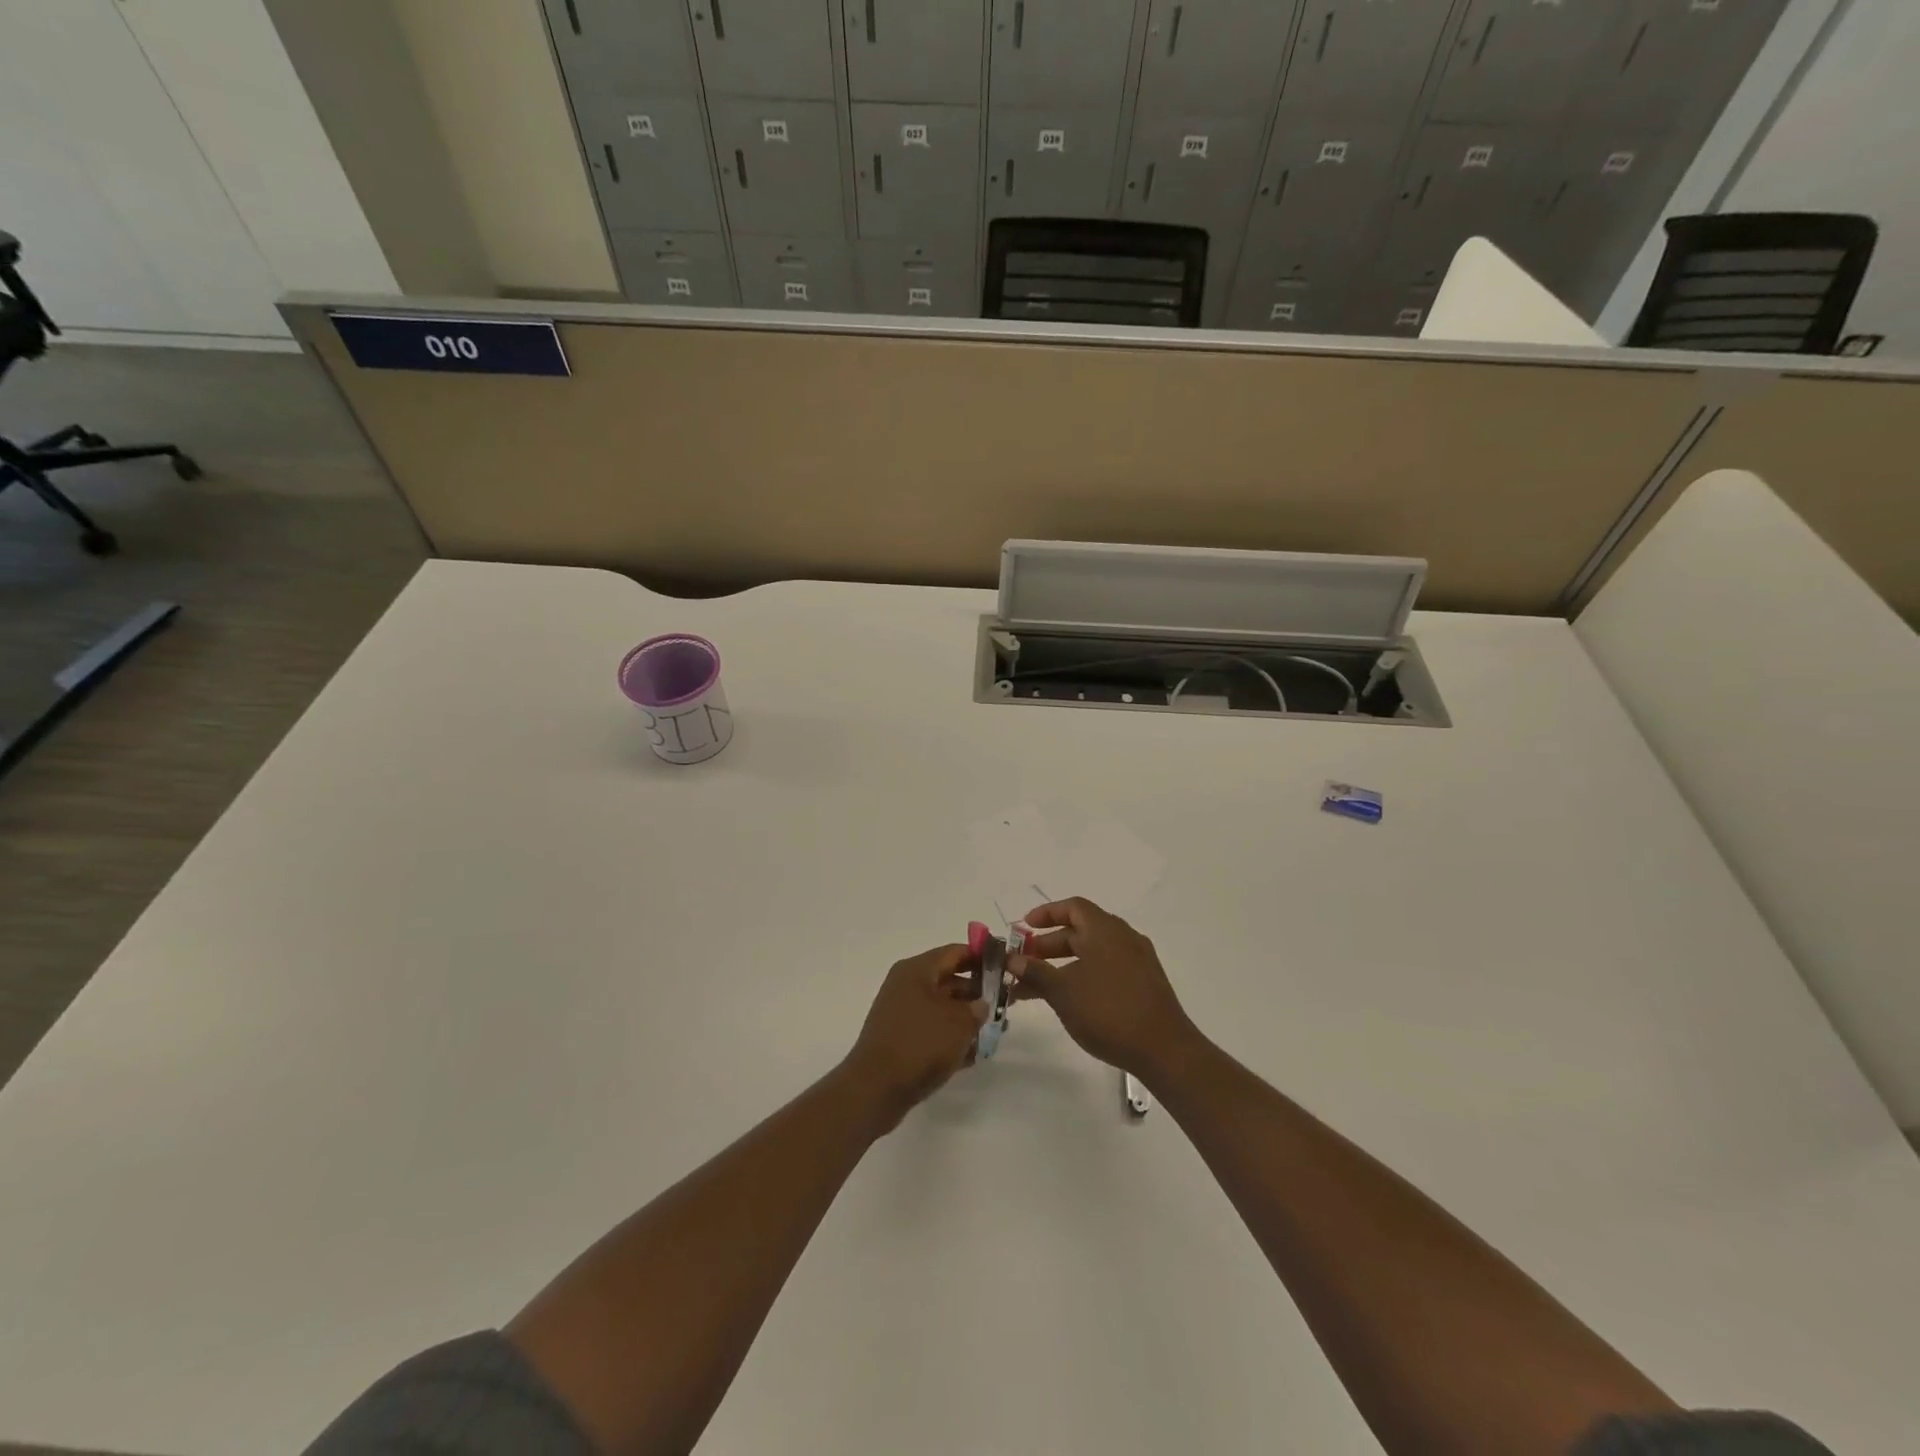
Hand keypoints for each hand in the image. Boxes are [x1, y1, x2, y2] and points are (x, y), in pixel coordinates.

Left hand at [842, 945, 988, 1131]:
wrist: (875, 1089)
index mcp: (917, 970)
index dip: (982, 957)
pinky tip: (974, 1054)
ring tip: (996, 1031)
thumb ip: (977, 1009)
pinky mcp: (901, 1039)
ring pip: (943, 1008)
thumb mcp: (959, 1022)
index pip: (955, 952)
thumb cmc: (920, 1044)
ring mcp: (902, 1013)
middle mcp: (907, 985)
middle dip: (978, 992)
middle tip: (1006, 1003)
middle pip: (950, 980)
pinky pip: (933, 1030)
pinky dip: (952, 1037)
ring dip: (968, 1018)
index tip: (1006, 967)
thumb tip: (981, 1005)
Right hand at [1012, 898, 1197, 1078]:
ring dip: (1062, 965)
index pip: (1073, 907)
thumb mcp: (1063, 992)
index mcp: (1105, 930)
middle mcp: (1123, 938)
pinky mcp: (1144, 984)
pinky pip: (1106, 969)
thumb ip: (1035, 972)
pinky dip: (1083, 976)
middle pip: (1081, 931)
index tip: (1024, 927)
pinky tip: (1068, 1000)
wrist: (1164, 1050)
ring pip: (1092, 953)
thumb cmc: (1108, 1011)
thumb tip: (1011, 958)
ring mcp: (1137, 961)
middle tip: (1023, 963)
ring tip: (1036, 988)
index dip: (1046, 913)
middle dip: (1048, 945)